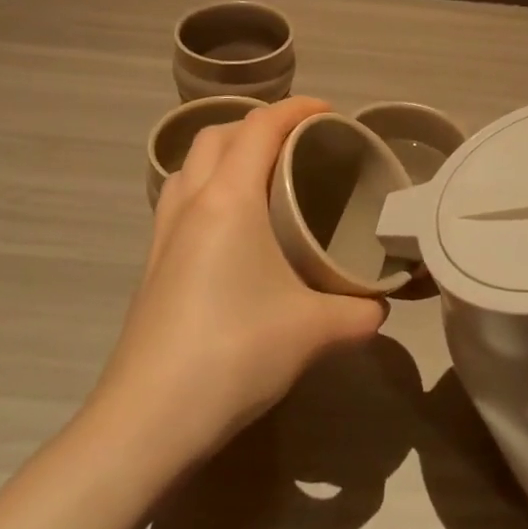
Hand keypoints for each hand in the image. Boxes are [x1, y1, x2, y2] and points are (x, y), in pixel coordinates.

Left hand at [93, 97, 387, 468]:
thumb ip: (358, 312)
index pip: (260, 127)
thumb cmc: (233, 354)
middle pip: (217, 135)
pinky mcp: (153, 263)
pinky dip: (208, 187)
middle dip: (258, 125)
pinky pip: (180, 198)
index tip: (329, 112)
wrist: (148, 419)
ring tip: (264, 176)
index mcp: (228, 200)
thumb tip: (379, 307)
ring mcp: (163, 233)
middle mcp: (190, 203)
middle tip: (298, 144)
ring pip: (190, 165)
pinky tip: (234, 226)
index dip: (296, 109)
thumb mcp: (313, 332)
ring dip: (226, 153)